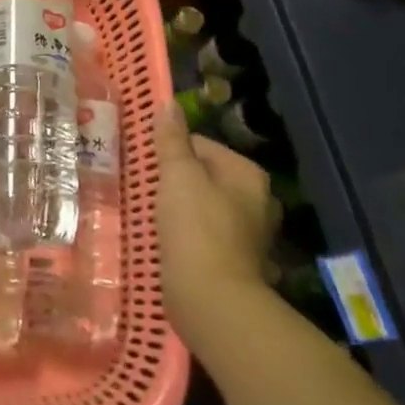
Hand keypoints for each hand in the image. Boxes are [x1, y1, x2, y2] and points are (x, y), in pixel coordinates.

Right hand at [153, 101, 279, 342]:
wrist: (211, 299)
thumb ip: (172, 140)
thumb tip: (168, 104)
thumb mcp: (178, 175)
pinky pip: (205, 234)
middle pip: (205, 176)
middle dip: (176, 181)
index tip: (147, 165)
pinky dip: (188, 234)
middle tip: (146, 189)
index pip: (203, 146)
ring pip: (205, 206)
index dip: (172, 152)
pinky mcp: (235, 261)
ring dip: (181, 208)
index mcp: (248, 174)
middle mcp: (258, 201)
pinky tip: (167, 241)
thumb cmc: (196, 228)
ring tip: (152, 215)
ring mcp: (250, 234)